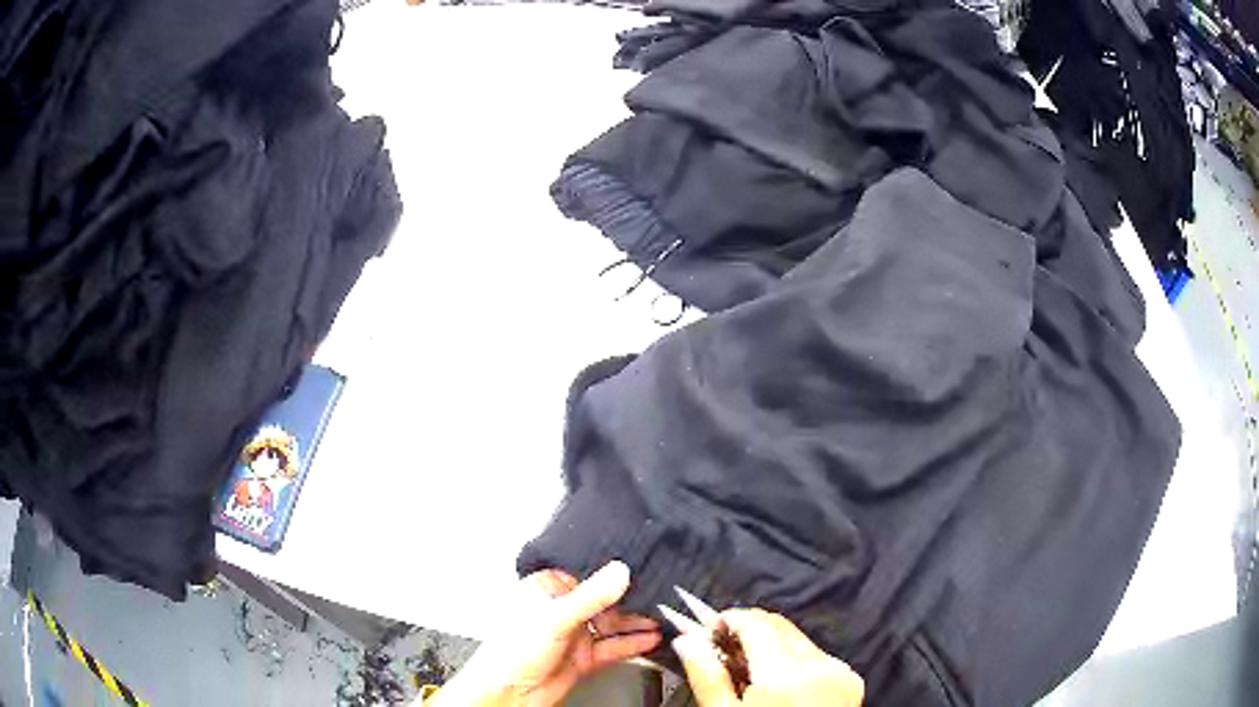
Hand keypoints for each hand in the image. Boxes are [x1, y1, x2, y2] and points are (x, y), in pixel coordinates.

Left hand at [428, 561, 660, 706]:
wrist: (509, 695)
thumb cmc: (510, 653)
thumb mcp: (554, 619)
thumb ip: (590, 597)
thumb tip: (619, 571)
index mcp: (545, 590)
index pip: (586, 573)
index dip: (611, 572)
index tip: (639, 567)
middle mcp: (561, 610)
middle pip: (603, 600)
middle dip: (630, 600)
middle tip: (658, 595)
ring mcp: (573, 635)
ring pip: (611, 624)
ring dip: (635, 623)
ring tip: (661, 617)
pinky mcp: (583, 657)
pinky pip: (612, 647)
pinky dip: (632, 644)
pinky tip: (650, 639)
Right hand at [673, 608, 863, 705]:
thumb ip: (707, 676)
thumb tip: (687, 641)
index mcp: (786, 673)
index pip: (755, 621)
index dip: (727, 620)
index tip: (707, 631)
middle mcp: (820, 664)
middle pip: (779, 626)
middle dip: (748, 631)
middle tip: (720, 651)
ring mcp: (840, 672)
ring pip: (799, 640)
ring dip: (771, 646)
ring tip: (747, 673)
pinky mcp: (850, 682)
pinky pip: (817, 658)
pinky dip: (794, 662)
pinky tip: (775, 683)